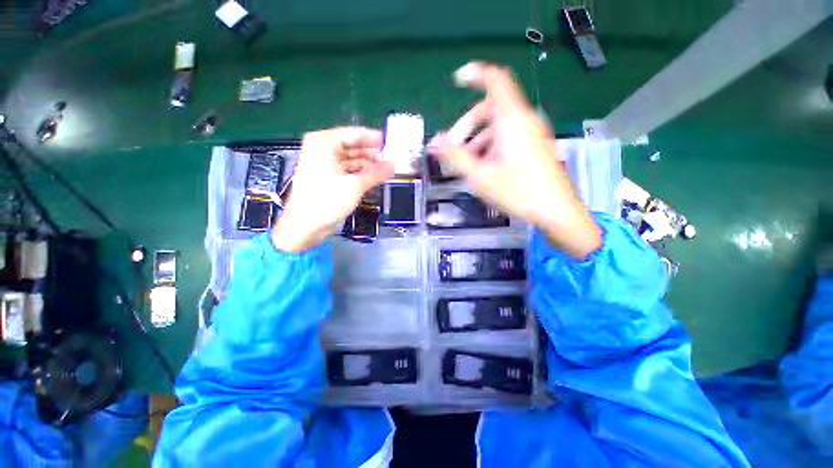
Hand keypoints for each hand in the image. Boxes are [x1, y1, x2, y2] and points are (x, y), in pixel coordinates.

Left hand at [272, 127, 393, 252]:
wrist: (304, 226)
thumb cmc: (326, 201)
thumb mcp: (355, 186)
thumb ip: (376, 173)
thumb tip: (394, 165)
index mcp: (323, 143)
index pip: (354, 134)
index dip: (374, 139)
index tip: (392, 143)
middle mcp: (322, 149)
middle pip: (353, 146)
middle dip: (372, 154)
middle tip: (392, 159)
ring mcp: (324, 164)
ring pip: (351, 159)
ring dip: (368, 165)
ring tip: (387, 170)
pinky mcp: (327, 178)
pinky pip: (348, 170)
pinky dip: (360, 174)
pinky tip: (375, 178)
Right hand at [430, 62, 600, 259]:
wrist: (556, 211)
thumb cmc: (518, 192)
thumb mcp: (481, 176)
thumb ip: (455, 157)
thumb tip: (434, 141)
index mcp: (511, 121)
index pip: (495, 81)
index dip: (476, 74)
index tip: (457, 81)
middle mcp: (524, 120)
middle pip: (489, 108)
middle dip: (466, 125)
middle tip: (452, 148)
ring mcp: (532, 133)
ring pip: (497, 125)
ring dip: (477, 138)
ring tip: (466, 163)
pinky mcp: (534, 146)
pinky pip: (508, 136)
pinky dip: (491, 145)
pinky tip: (484, 166)